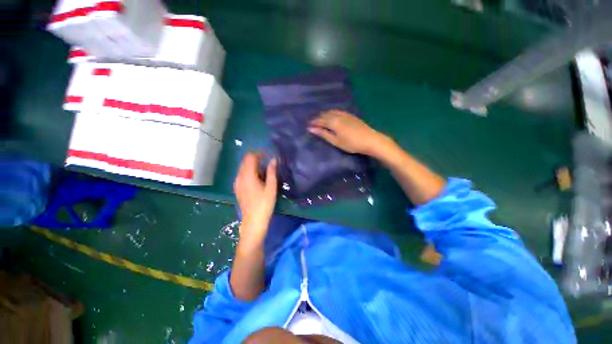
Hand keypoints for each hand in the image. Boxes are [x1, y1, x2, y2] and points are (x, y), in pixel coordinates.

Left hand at [234, 153, 277, 248]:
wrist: (253, 222)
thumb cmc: (264, 204)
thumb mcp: (271, 188)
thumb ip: (271, 172)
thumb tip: (273, 160)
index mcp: (248, 175)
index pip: (250, 157)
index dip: (259, 154)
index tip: (268, 156)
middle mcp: (239, 177)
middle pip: (245, 161)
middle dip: (256, 159)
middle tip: (268, 163)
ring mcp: (237, 183)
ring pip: (243, 168)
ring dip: (253, 166)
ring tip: (264, 171)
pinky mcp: (237, 188)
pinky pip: (242, 174)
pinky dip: (250, 172)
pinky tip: (258, 179)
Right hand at [308, 110, 385, 154]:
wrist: (370, 139)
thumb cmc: (351, 143)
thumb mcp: (335, 141)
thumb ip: (323, 134)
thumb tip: (311, 129)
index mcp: (333, 122)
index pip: (320, 120)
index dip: (313, 123)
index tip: (308, 126)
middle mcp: (338, 115)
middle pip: (325, 114)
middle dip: (318, 118)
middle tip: (314, 124)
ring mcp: (345, 114)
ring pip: (331, 112)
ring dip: (325, 115)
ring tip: (321, 120)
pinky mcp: (350, 115)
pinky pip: (337, 111)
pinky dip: (332, 113)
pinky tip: (332, 116)